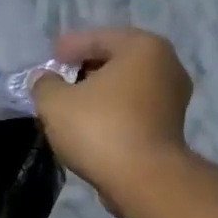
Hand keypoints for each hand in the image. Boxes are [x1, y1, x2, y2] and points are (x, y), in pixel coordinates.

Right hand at [32, 27, 193, 202]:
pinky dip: (113, 111)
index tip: (51, 57)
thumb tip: (43, 79)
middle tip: (61, 79)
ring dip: (100, 93)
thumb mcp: (56, 103)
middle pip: (117, 60)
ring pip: (127, 86)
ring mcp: (173, 98)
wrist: (143, 179)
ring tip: (73, 104)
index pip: (98, 38)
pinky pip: (134, 109)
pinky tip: (93, 124)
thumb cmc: (100, 129)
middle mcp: (167, 65)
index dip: (69, 47)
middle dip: (86, 68)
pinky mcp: (170, 127)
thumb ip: (44, 85)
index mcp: (143, 47)